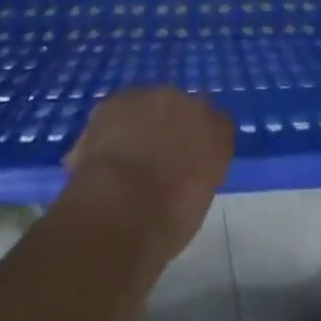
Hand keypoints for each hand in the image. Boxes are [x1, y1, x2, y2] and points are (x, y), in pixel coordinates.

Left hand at [64, 87, 234, 261]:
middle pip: (181, 108)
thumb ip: (199, 174)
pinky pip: (116, 113)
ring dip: (140, 125)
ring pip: (148, 107)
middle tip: (155, 162)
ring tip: (125, 161)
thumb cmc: (166, 223)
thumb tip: (187, 171)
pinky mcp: (115, 101)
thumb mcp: (196, 204)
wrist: (118, 210)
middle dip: (170, 129)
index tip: (189, 165)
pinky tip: (103, 158)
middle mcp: (188, 104)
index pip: (218, 125)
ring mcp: (151, 97)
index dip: (200, 144)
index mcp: (217, 132)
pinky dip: (111, 130)